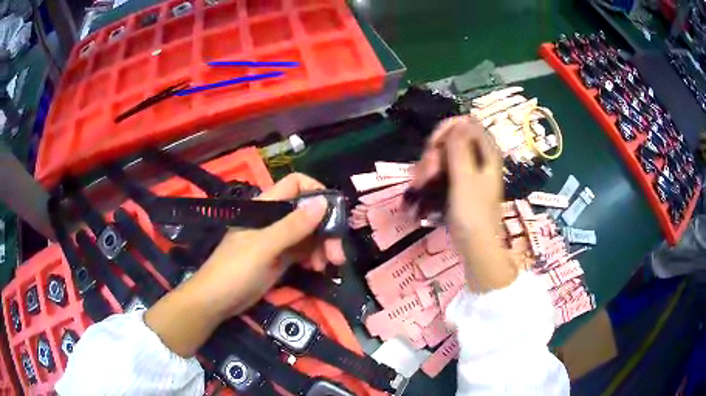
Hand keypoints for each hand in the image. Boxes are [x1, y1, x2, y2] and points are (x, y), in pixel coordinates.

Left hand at [144, 173, 345, 356]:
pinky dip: (314, 257)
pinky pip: (304, 251)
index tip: (334, 213)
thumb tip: (323, 203)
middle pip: (308, 212)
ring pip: (309, 233)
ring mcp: (278, 239)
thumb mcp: (263, 248)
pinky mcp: (280, 258)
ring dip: (322, 246)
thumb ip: (292, 227)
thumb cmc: (234, 270)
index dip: (316, 192)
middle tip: (337, 254)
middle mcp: (274, 219)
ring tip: (327, 265)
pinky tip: (318, 269)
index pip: (296, 185)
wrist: (216, 301)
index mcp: (266, 207)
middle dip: (326, 229)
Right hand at [412, 117, 516, 291]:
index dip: (447, 129)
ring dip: (428, 166)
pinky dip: (431, 175)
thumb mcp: (465, 178)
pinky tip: (420, 186)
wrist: (476, 246)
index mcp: (487, 153)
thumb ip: (460, 148)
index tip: (433, 146)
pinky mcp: (461, 184)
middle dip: (434, 153)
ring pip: (444, 155)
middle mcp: (479, 158)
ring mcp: (469, 172)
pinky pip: (443, 170)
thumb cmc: (472, 213)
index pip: (467, 124)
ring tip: (419, 185)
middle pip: (452, 140)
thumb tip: (459, 122)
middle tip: (425, 174)